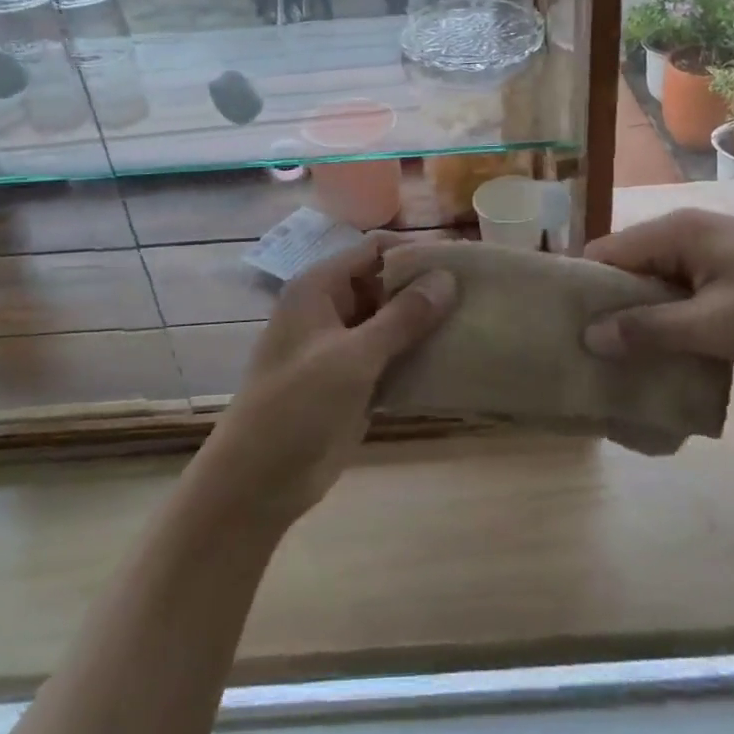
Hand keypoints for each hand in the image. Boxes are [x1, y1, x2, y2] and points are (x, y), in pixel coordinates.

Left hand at [195, 234, 458, 529]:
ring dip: (425, 323)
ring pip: (391, 320)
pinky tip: (453, 357)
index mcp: (319, 287)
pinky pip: (391, 354)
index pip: (374, 250)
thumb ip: (403, 316)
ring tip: (474, 322)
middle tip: (475, 297)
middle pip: (385, 282)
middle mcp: (330, 307)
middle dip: (425, 288)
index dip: (416, 253)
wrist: (258, 483)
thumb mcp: (353, 357)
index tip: (462, 264)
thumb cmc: (297, 406)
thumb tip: (449, 277)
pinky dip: (416, 353)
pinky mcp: (353, 378)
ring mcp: (342, 344)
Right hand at [581, 209, 733, 371]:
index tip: (564, 331)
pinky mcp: (733, 276)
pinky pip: (686, 295)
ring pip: (658, 285)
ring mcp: (713, 253)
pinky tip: (669, 357)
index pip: (606, 253)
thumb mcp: (714, 326)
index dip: (583, 289)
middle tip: (591, 356)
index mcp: (676, 232)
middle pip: (629, 268)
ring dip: (644, 319)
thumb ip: (649, 329)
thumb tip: (589, 335)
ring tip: (623, 364)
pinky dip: (673, 321)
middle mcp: (687, 233)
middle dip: (611, 309)